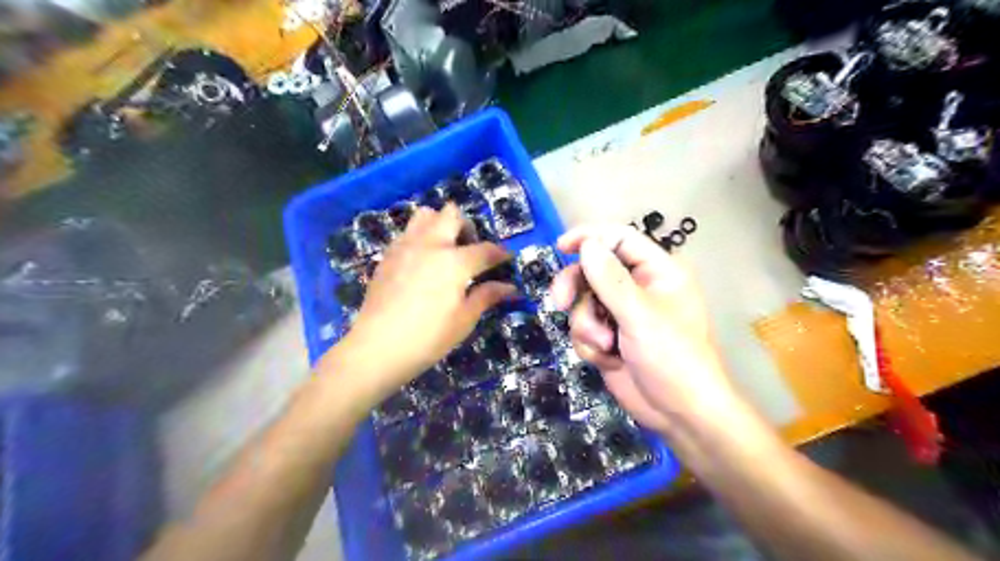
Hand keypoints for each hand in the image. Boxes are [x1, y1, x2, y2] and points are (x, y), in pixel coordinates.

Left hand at [344, 204, 514, 401]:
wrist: (377, 347)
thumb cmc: (428, 337)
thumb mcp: (464, 319)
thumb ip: (486, 296)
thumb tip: (509, 287)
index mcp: (455, 261)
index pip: (485, 249)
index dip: (500, 253)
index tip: (507, 258)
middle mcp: (431, 245)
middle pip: (451, 215)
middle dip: (466, 225)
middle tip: (470, 247)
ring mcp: (405, 247)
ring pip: (424, 215)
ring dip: (439, 224)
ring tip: (443, 249)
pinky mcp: (387, 256)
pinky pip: (406, 233)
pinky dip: (419, 238)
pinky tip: (420, 262)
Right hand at [551, 227, 745, 434]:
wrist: (679, 415)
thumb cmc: (673, 358)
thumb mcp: (640, 316)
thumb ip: (610, 279)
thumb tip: (586, 244)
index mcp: (656, 272)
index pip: (619, 239)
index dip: (590, 238)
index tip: (561, 246)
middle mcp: (637, 288)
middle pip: (592, 270)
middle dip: (576, 289)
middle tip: (560, 302)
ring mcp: (620, 314)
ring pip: (583, 303)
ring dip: (587, 326)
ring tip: (606, 346)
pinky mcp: (608, 338)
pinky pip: (583, 329)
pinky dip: (589, 345)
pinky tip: (608, 360)